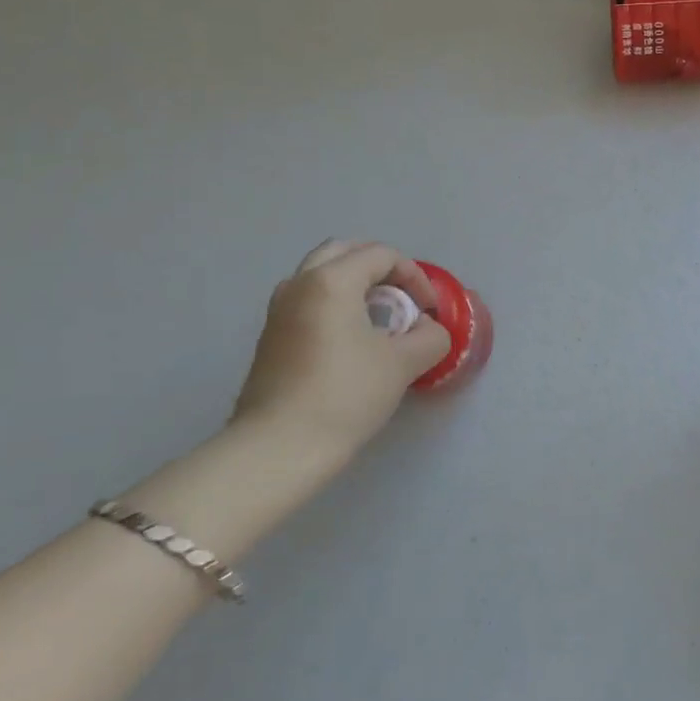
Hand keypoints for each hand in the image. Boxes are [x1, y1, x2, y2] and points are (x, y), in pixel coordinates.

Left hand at [231, 240, 451, 463]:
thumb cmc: (345, 395)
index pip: (381, 255)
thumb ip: (429, 337)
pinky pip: (308, 300)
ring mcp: (279, 310)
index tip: (428, 311)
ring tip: (378, 317)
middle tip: (402, 297)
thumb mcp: (403, 364)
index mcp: (331, 280)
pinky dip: (334, 303)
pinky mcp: (270, 337)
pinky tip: (351, 340)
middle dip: (380, 268)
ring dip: (354, 284)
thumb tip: (428, 329)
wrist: (278, 448)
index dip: (414, 277)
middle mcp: (300, 283)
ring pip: (321, 275)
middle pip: (345, 252)